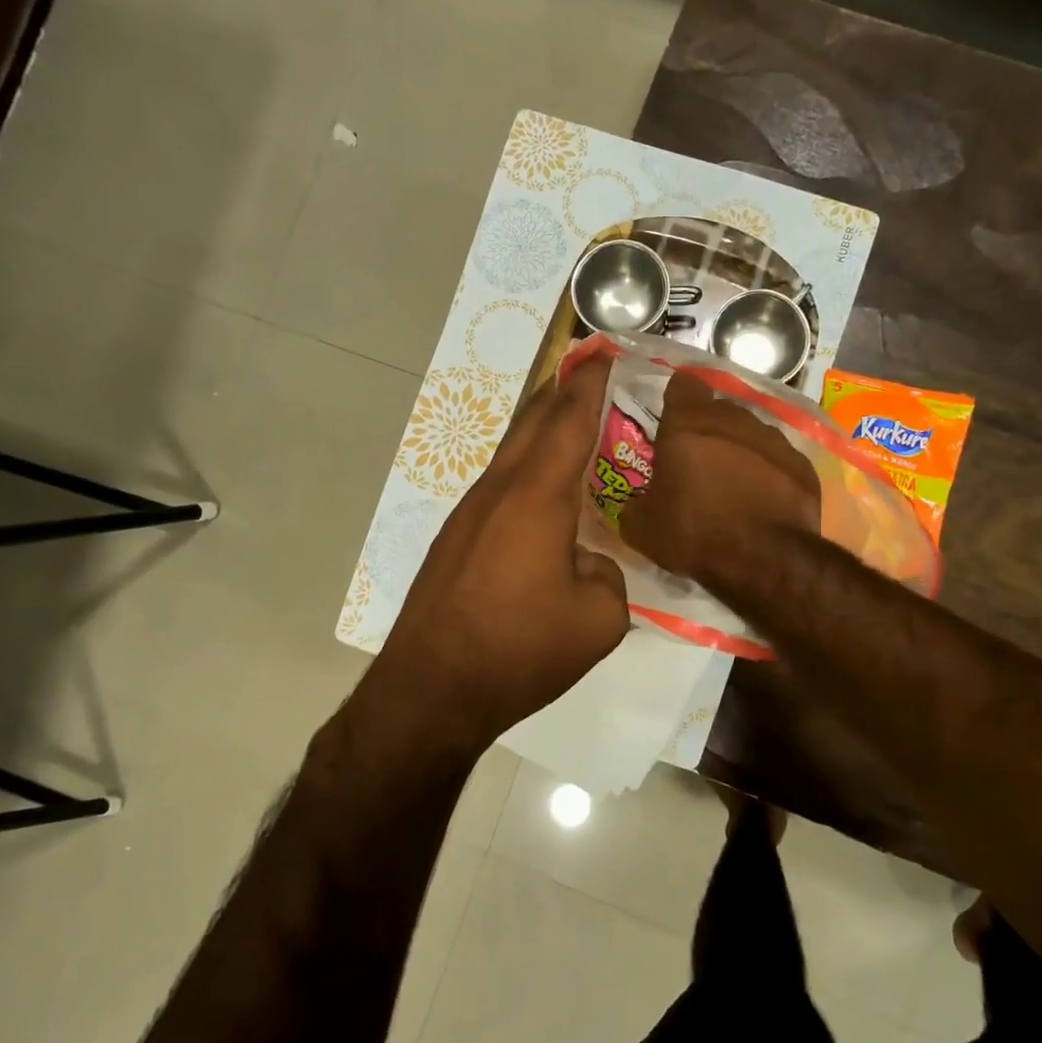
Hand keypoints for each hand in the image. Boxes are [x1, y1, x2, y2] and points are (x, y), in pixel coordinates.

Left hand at [372, 353, 629, 742]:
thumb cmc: (520, 649)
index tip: (606, 353)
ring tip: (572, 432)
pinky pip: (498, 486)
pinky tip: (541, 498)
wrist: (432, 689)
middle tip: (593, 379)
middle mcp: (499, 491)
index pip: (570, 420)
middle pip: (533, 422)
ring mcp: (468, 513)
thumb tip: (589, 563)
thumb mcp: (598, 620)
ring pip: (511, 453)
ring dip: (541, 434)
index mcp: (538, 497)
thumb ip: (609, 576)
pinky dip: (525, 472)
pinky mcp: (454, 539)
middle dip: (563, 394)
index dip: (591, 383)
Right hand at [620, 374, 819, 590]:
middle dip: (707, 430)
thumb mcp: (640, 527)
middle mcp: (734, 420)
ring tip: (733, 486)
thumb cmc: (694, 533)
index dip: (677, 400)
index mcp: (688, 425)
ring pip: (751, 434)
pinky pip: (778, 461)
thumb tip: (639, 503)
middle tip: (697, 464)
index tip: (672, 421)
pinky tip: (763, 502)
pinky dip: (769, 475)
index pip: (683, 386)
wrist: (763, 560)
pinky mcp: (802, 466)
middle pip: (718, 411)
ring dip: (739, 451)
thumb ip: (635, 503)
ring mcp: (773, 441)